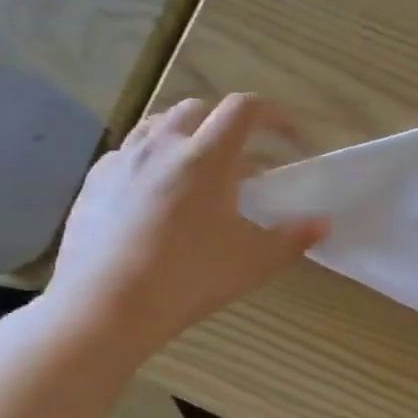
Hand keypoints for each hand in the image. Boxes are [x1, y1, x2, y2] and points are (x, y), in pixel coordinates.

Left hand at [43, 94, 328, 361]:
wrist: (105, 308)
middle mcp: (162, 146)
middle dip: (228, 125)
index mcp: (207, 157)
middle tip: (245, 160)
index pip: (244, 109)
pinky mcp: (94, 183)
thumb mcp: (255, 262)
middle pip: (199, 109)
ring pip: (158, 125)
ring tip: (200, 170)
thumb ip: (294, 238)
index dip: (274, 115)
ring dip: (187, 135)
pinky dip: (152, 159)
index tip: (291, 138)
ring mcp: (122, 161)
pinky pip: (128, 153)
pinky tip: (156, 194)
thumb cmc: (189, 278)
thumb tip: (323, 224)